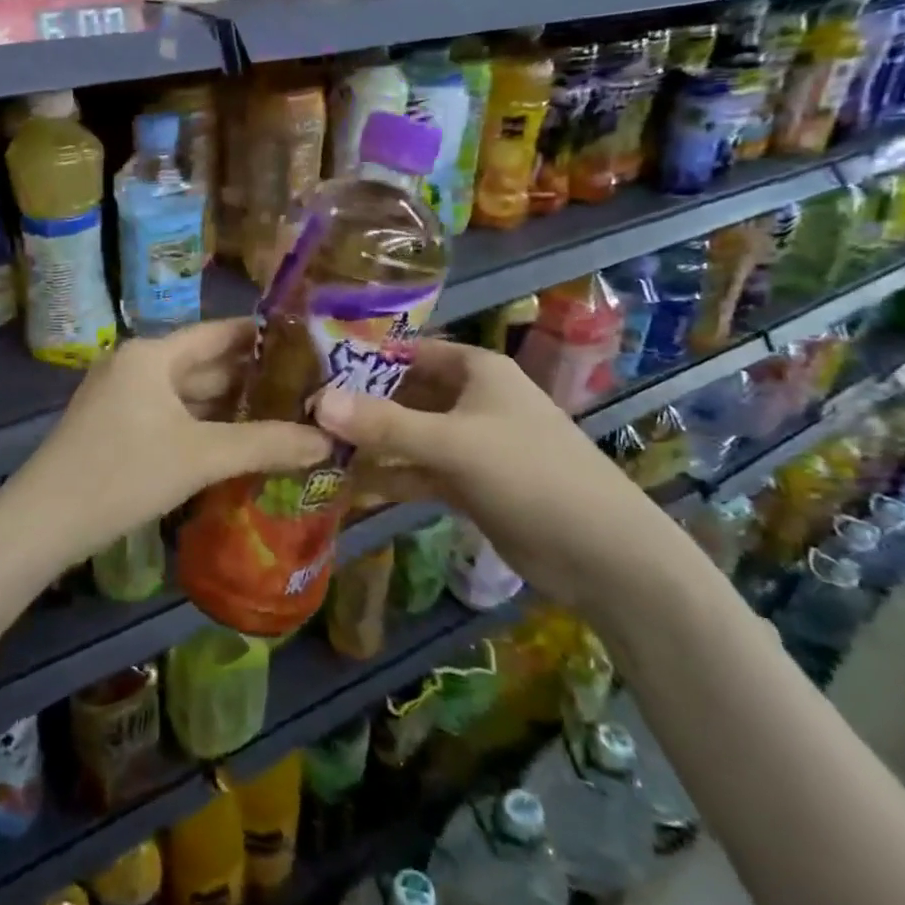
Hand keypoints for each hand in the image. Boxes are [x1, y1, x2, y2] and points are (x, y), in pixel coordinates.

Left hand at [4, 319, 329, 573]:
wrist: (42, 523)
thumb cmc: (122, 474)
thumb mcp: (200, 457)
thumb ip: (265, 444)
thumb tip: (328, 440)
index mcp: (151, 355)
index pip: (219, 333)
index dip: (263, 338)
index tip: (307, 345)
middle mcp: (136, 366)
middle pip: (205, 364)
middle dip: (252, 379)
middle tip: (308, 389)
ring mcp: (122, 398)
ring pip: (188, 395)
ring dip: (230, 407)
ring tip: (285, 415)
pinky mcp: (116, 428)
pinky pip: (172, 417)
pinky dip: (204, 427)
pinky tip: (237, 443)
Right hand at [313, 339, 684, 617]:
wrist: (601, 553)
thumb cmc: (530, 474)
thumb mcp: (453, 443)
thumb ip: (384, 424)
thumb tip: (318, 401)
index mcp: (476, 371)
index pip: (409, 351)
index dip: (364, 357)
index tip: (314, 368)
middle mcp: (471, 400)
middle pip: (404, 394)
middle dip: (360, 405)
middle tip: (304, 413)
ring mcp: (470, 444)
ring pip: (409, 435)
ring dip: (371, 444)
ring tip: (315, 449)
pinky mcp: (469, 484)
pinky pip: (418, 471)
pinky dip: (389, 476)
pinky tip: (348, 485)